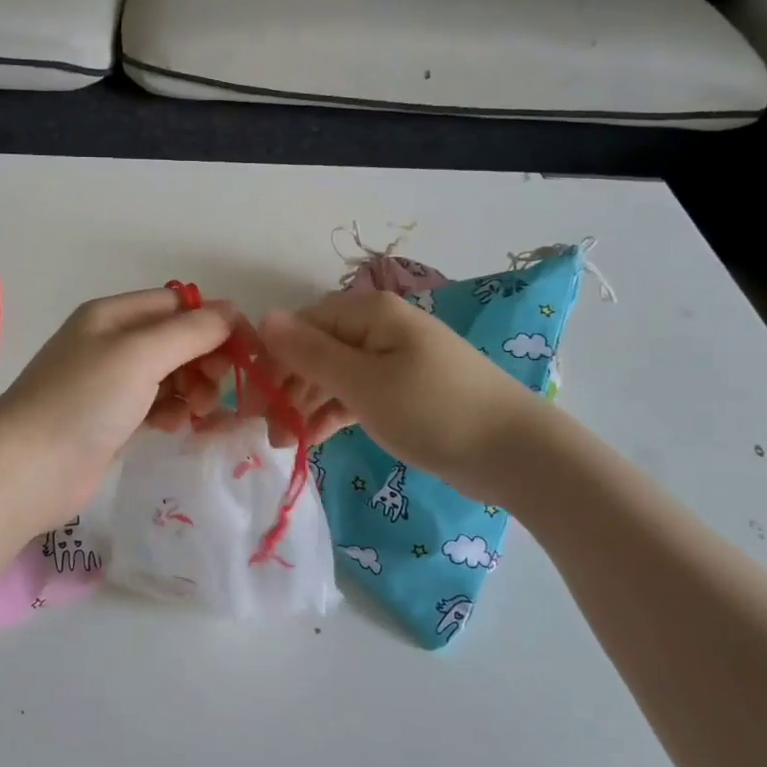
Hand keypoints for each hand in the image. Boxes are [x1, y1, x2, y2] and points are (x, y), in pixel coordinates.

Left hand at [0, 288, 233, 532]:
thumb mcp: (140, 355)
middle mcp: (109, 343)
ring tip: (199, 411)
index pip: (176, 304)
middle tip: (220, 387)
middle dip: (204, 360)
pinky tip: (174, 427)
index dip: (213, 323)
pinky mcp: (110, 421)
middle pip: (175, 340)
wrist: (27, 471)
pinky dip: (171, 412)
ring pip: (168, 375)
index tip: (246, 351)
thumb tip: (231, 311)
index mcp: (112, 315)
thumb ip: (190, 332)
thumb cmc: (83, 401)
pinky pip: (154, 406)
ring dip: (192, 389)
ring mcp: (108, 384)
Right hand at [258, 290, 547, 493]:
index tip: (251, 401)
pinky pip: (356, 394)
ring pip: (334, 375)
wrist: (515, 452)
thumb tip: (263, 317)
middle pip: (316, 350)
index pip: (302, 326)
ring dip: (306, 404)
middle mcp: (379, 327)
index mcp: (369, 313)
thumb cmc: (433, 410)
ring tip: (286, 443)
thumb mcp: (363, 383)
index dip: (272, 360)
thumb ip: (309, 353)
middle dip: (288, 387)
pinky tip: (314, 437)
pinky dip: (334, 413)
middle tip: (266, 431)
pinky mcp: (404, 390)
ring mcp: (394, 359)